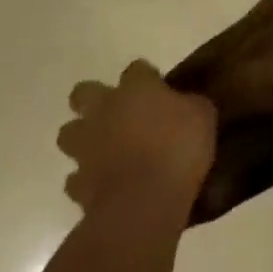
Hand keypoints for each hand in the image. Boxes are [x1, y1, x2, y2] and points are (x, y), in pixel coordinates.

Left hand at [57, 61, 217, 212]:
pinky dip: (87, 179)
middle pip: (83, 93)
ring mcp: (85, 147)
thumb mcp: (203, 116)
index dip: (147, 77)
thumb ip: (190, 104)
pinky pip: (76, 177)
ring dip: (83, 138)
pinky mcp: (78, 183)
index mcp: (135, 89)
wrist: (144, 202)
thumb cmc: (179, 149)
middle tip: (118, 113)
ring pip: (69, 133)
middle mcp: (104, 111)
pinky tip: (104, 184)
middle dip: (94, 99)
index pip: (136, 69)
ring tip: (105, 149)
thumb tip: (186, 103)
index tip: (159, 89)